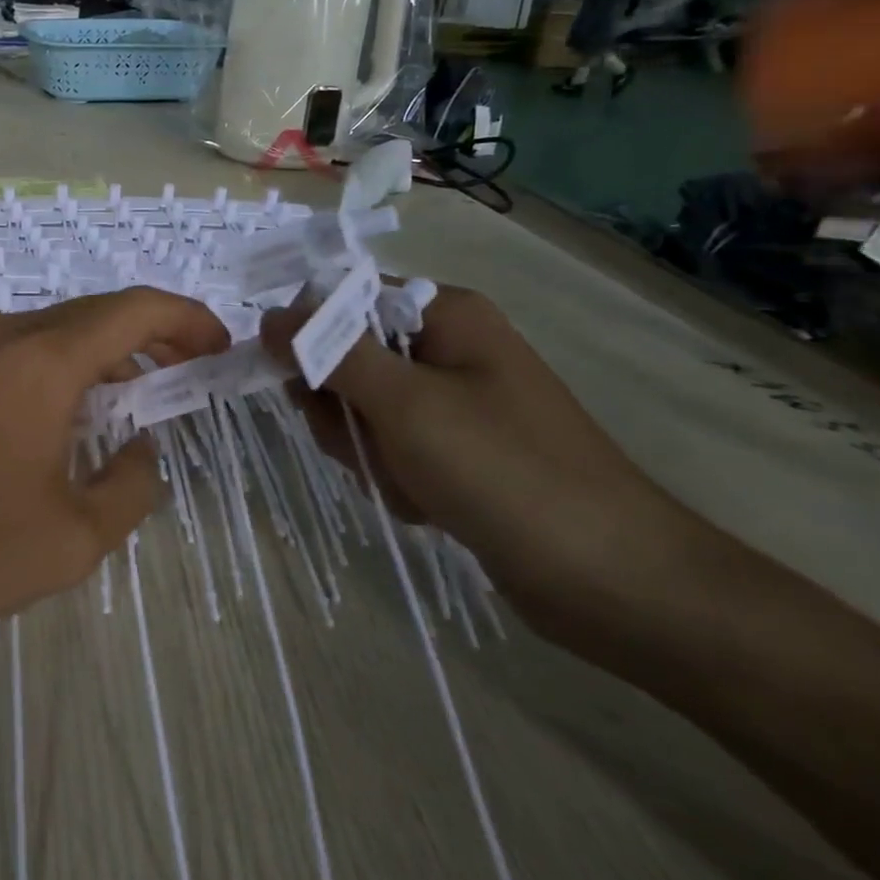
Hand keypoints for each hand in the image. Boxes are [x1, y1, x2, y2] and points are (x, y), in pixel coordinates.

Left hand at [0, 289, 229, 634]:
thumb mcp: (73, 538)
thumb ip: (130, 486)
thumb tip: (141, 449)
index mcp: (45, 360)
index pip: (136, 309)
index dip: (188, 319)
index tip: (218, 350)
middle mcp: (7, 337)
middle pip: (98, 313)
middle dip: (153, 335)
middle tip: (189, 373)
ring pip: (57, 331)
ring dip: (106, 354)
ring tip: (137, 400)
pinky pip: (20, 352)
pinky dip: (62, 367)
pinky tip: (69, 416)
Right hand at [260, 285, 700, 621]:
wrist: (609, 580)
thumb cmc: (504, 471)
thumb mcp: (405, 404)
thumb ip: (330, 353)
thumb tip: (270, 317)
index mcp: (444, 314)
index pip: (341, 299)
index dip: (309, 337)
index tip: (298, 385)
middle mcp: (445, 347)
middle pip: (344, 358)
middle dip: (343, 410)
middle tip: (368, 444)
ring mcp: (450, 401)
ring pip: (359, 410)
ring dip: (367, 451)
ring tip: (410, 483)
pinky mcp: (452, 449)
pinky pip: (388, 447)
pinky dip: (392, 476)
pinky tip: (426, 503)